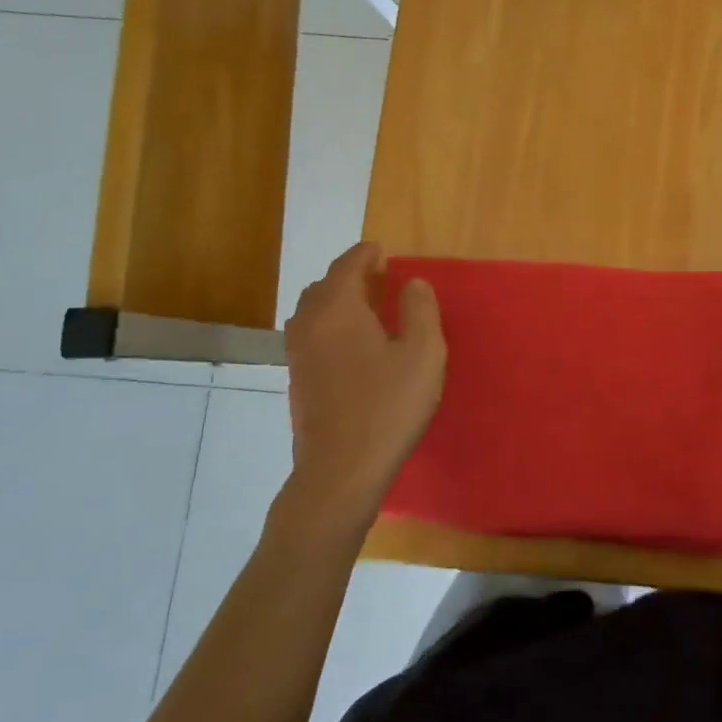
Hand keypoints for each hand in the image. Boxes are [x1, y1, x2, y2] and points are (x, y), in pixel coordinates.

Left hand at [282, 243, 445, 531]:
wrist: (341, 469)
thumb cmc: (388, 406)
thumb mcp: (423, 354)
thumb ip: (421, 310)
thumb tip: (413, 283)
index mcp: (338, 309)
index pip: (347, 266)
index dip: (365, 255)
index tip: (381, 251)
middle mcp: (309, 324)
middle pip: (323, 286)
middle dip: (349, 276)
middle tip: (379, 279)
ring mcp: (298, 354)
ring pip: (313, 312)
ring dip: (337, 301)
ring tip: (367, 308)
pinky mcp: (298, 380)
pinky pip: (311, 335)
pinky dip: (329, 325)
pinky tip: (353, 345)